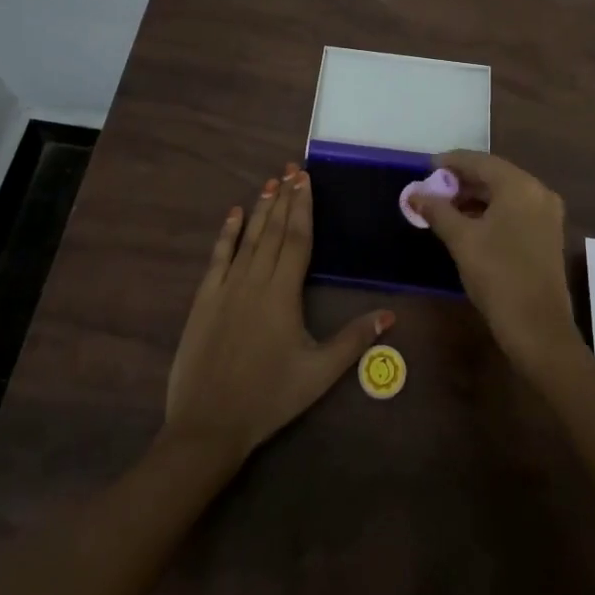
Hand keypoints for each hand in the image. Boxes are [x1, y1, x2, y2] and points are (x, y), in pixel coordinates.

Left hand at [165, 163, 393, 461]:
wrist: (208, 424)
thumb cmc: (269, 398)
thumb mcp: (319, 374)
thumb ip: (353, 340)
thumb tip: (390, 314)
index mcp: (284, 293)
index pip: (297, 239)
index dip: (303, 207)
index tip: (305, 179)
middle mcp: (255, 280)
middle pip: (274, 231)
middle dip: (285, 198)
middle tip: (292, 169)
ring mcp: (227, 287)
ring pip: (249, 238)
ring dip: (261, 209)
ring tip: (271, 182)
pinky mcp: (204, 299)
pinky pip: (218, 257)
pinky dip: (227, 233)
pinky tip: (234, 214)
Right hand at [405, 151, 582, 374]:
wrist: (538, 329)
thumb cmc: (498, 276)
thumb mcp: (461, 240)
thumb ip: (437, 211)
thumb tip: (414, 194)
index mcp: (519, 186)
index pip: (479, 161)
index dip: (450, 162)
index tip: (425, 167)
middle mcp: (538, 192)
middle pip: (494, 175)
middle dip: (462, 180)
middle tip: (432, 189)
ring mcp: (547, 214)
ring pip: (505, 193)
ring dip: (475, 196)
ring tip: (445, 206)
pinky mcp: (547, 234)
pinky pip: (515, 209)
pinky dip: (491, 210)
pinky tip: (469, 223)